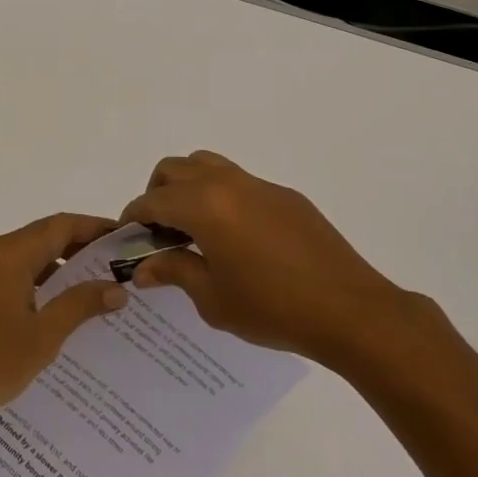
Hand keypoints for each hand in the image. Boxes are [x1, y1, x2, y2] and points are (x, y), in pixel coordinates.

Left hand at [0, 214, 128, 425]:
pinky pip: (16, 274)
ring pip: (30, 257)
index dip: (93, 227)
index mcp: (8, 254)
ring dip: (61, 266)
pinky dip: (41, 282)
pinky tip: (62, 307)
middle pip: (44, 237)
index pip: (59, 226)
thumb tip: (116, 288)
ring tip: (98, 285)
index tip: (123, 237)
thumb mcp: (44, 335)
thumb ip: (80, 304)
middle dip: (81, 247)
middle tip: (117, 262)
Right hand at [120, 150, 420, 361]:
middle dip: (157, 194)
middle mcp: (227, 183)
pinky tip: (235, 237)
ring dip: (188, 187)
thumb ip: (174, 272)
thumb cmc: (272, 308)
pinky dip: (221, 197)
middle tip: (159, 232)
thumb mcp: (213, 298)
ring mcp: (259, 185)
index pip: (152, 200)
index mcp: (204, 205)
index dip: (133, 217)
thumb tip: (144, 268)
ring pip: (207, 165)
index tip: (127, 238)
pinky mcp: (285, 195)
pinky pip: (240, 182)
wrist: (350, 311)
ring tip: (193, 227)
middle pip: (174, 169)